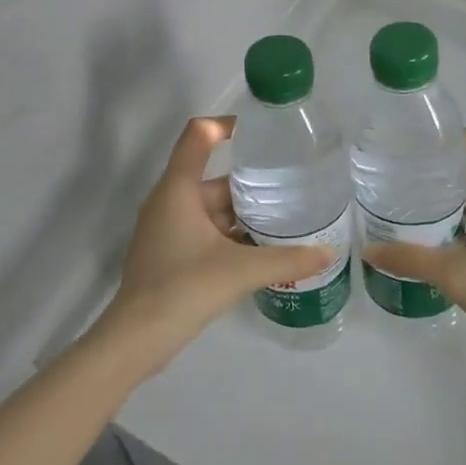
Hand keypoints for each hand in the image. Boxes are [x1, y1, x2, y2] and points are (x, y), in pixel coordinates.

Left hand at [101, 117, 330, 378]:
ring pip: (213, 208)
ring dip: (245, 212)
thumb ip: (287, 259)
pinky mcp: (171, 253)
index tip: (263, 134)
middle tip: (293, 185)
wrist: (136, 339)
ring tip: (287, 216)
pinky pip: (206, 231)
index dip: (228, 125)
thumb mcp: (240, 270)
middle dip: (253, 182)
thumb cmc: (183, 288)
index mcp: (178, 190)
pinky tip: (262, 248)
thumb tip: (329, 252)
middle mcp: (170, 202)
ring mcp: (168, 229)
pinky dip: (232, 234)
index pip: (199, 135)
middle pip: (214, 178)